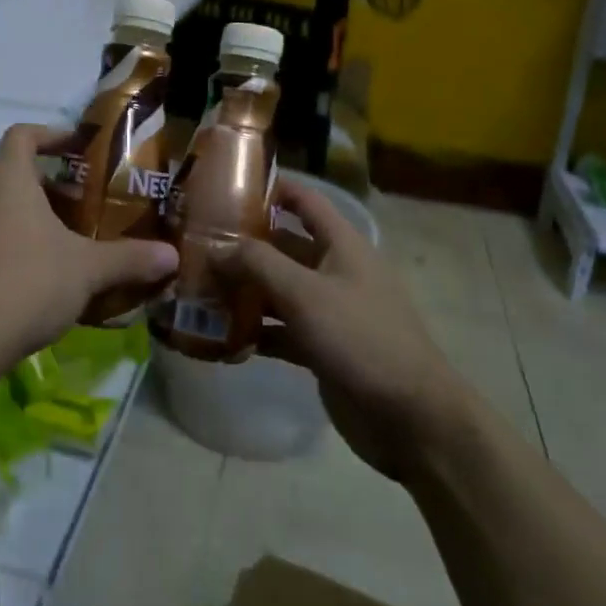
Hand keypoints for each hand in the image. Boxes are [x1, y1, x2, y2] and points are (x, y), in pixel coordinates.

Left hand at [0, 124, 178, 369]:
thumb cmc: (28, 282)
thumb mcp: (87, 269)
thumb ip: (130, 257)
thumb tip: (172, 256)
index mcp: (7, 176)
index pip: (23, 134)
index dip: (51, 135)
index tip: (78, 149)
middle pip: (9, 168)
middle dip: (45, 179)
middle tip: (79, 199)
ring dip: (26, 210)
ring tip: (63, 236)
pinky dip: (9, 237)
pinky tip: (36, 270)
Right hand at [217, 180, 459, 480]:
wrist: (411, 418)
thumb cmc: (360, 338)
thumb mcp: (304, 293)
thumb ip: (258, 264)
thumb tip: (216, 247)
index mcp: (341, 244)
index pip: (304, 201)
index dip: (271, 188)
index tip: (226, 186)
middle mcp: (335, 270)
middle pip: (283, 247)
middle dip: (243, 246)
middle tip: (195, 244)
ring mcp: (329, 311)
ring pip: (278, 290)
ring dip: (243, 290)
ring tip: (197, 289)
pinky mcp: (322, 348)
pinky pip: (281, 330)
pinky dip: (255, 331)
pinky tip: (221, 337)